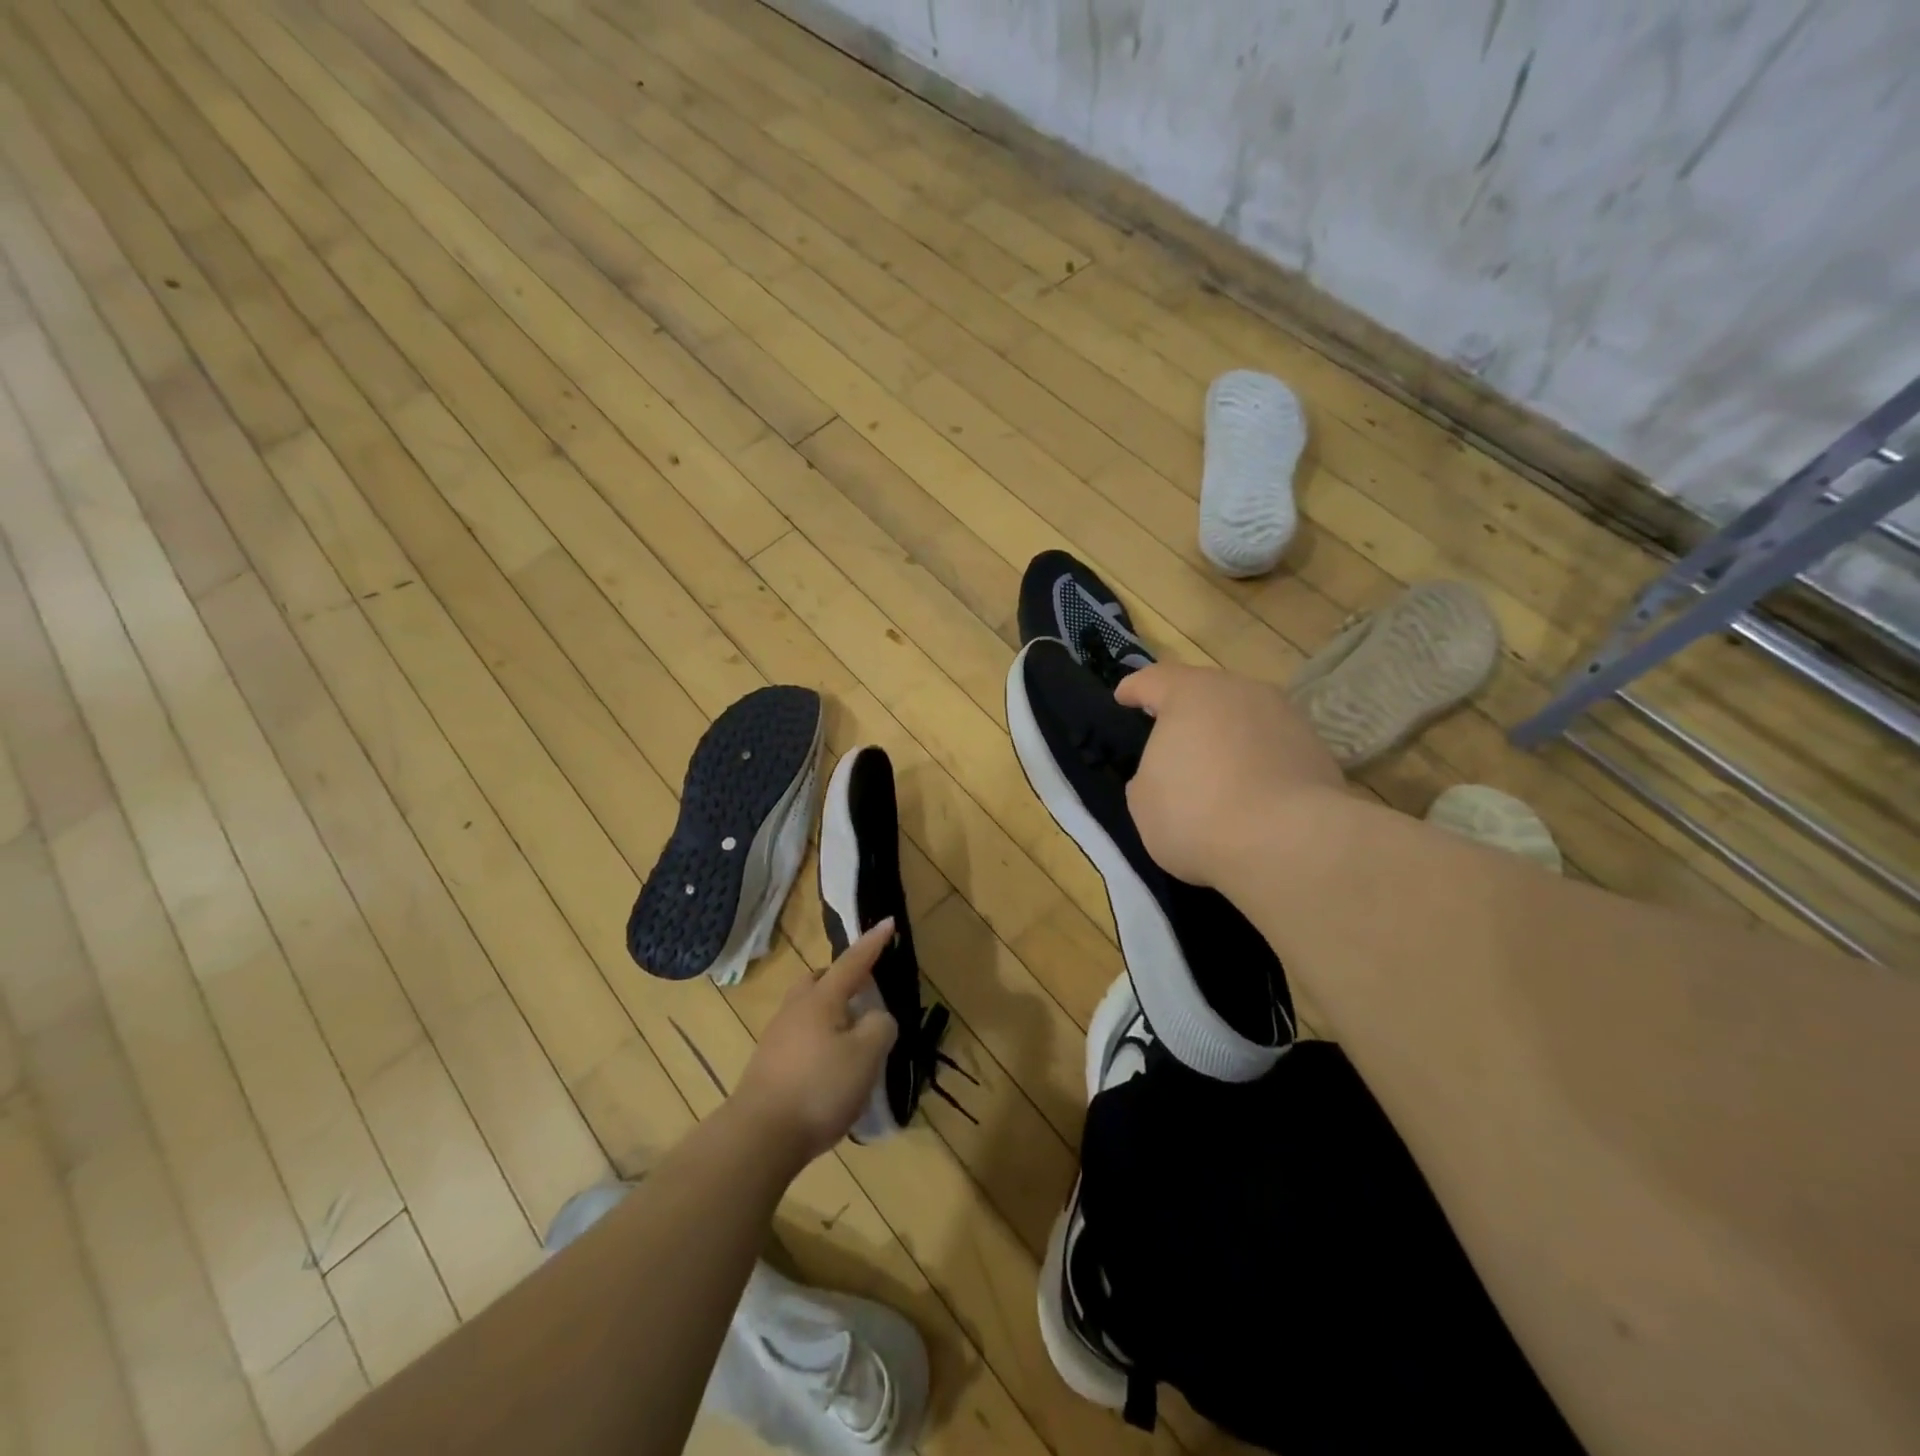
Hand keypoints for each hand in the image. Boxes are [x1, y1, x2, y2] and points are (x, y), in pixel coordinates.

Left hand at [733, 921, 898, 1165]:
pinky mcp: (769, 1067)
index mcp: (821, 999)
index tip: (888, 921)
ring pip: (808, 1011)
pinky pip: (801, 1039)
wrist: (760, 1137)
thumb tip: (875, 1018)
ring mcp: (777, 1038)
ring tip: (854, 1040)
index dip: (873, 943)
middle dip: (842, 979)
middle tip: (865, 992)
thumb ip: (880, 1027)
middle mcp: (795, 1009)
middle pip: (819, 981)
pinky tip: (832, 1070)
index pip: (853, 962)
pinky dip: (820, 1042)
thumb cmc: (819, 1087)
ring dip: (831, 1015)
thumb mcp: (866, 1055)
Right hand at [1116, 662, 1346, 885]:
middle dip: (1186, 710)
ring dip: (1226, 735)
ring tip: (1215, 768)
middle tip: (1170, 734)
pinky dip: (1257, 760)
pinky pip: (1273, 746)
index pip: (1153, 680)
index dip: (1135, 689)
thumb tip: (1165, 775)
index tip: (1124, 697)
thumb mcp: (1144, 802)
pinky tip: (1251, 791)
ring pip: (1244, 717)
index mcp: (1190, 694)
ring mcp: (1285, 716)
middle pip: (1205, 692)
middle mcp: (1240, 691)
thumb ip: (1148, 777)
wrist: (1289, 844)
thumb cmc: (1196, 815)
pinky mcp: (1316, 749)